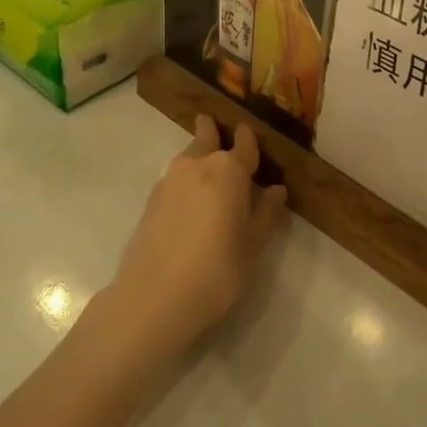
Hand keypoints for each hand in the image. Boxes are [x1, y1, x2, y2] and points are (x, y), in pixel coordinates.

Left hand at [104, 116, 287, 359]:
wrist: (155, 296)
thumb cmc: (217, 269)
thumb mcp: (253, 245)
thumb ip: (266, 213)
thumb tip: (276, 190)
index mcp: (228, 170)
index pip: (244, 143)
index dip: (249, 140)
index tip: (250, 136)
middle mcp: (197, 164)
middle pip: (207, 136)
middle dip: (213, 131)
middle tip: (219, 130)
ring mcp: (169, 180)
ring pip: (188, 157)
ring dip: (199, 157)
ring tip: (209, 174)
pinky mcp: (151, 200)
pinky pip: (175, 179)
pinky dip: (185, 181)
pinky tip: (190, 202)